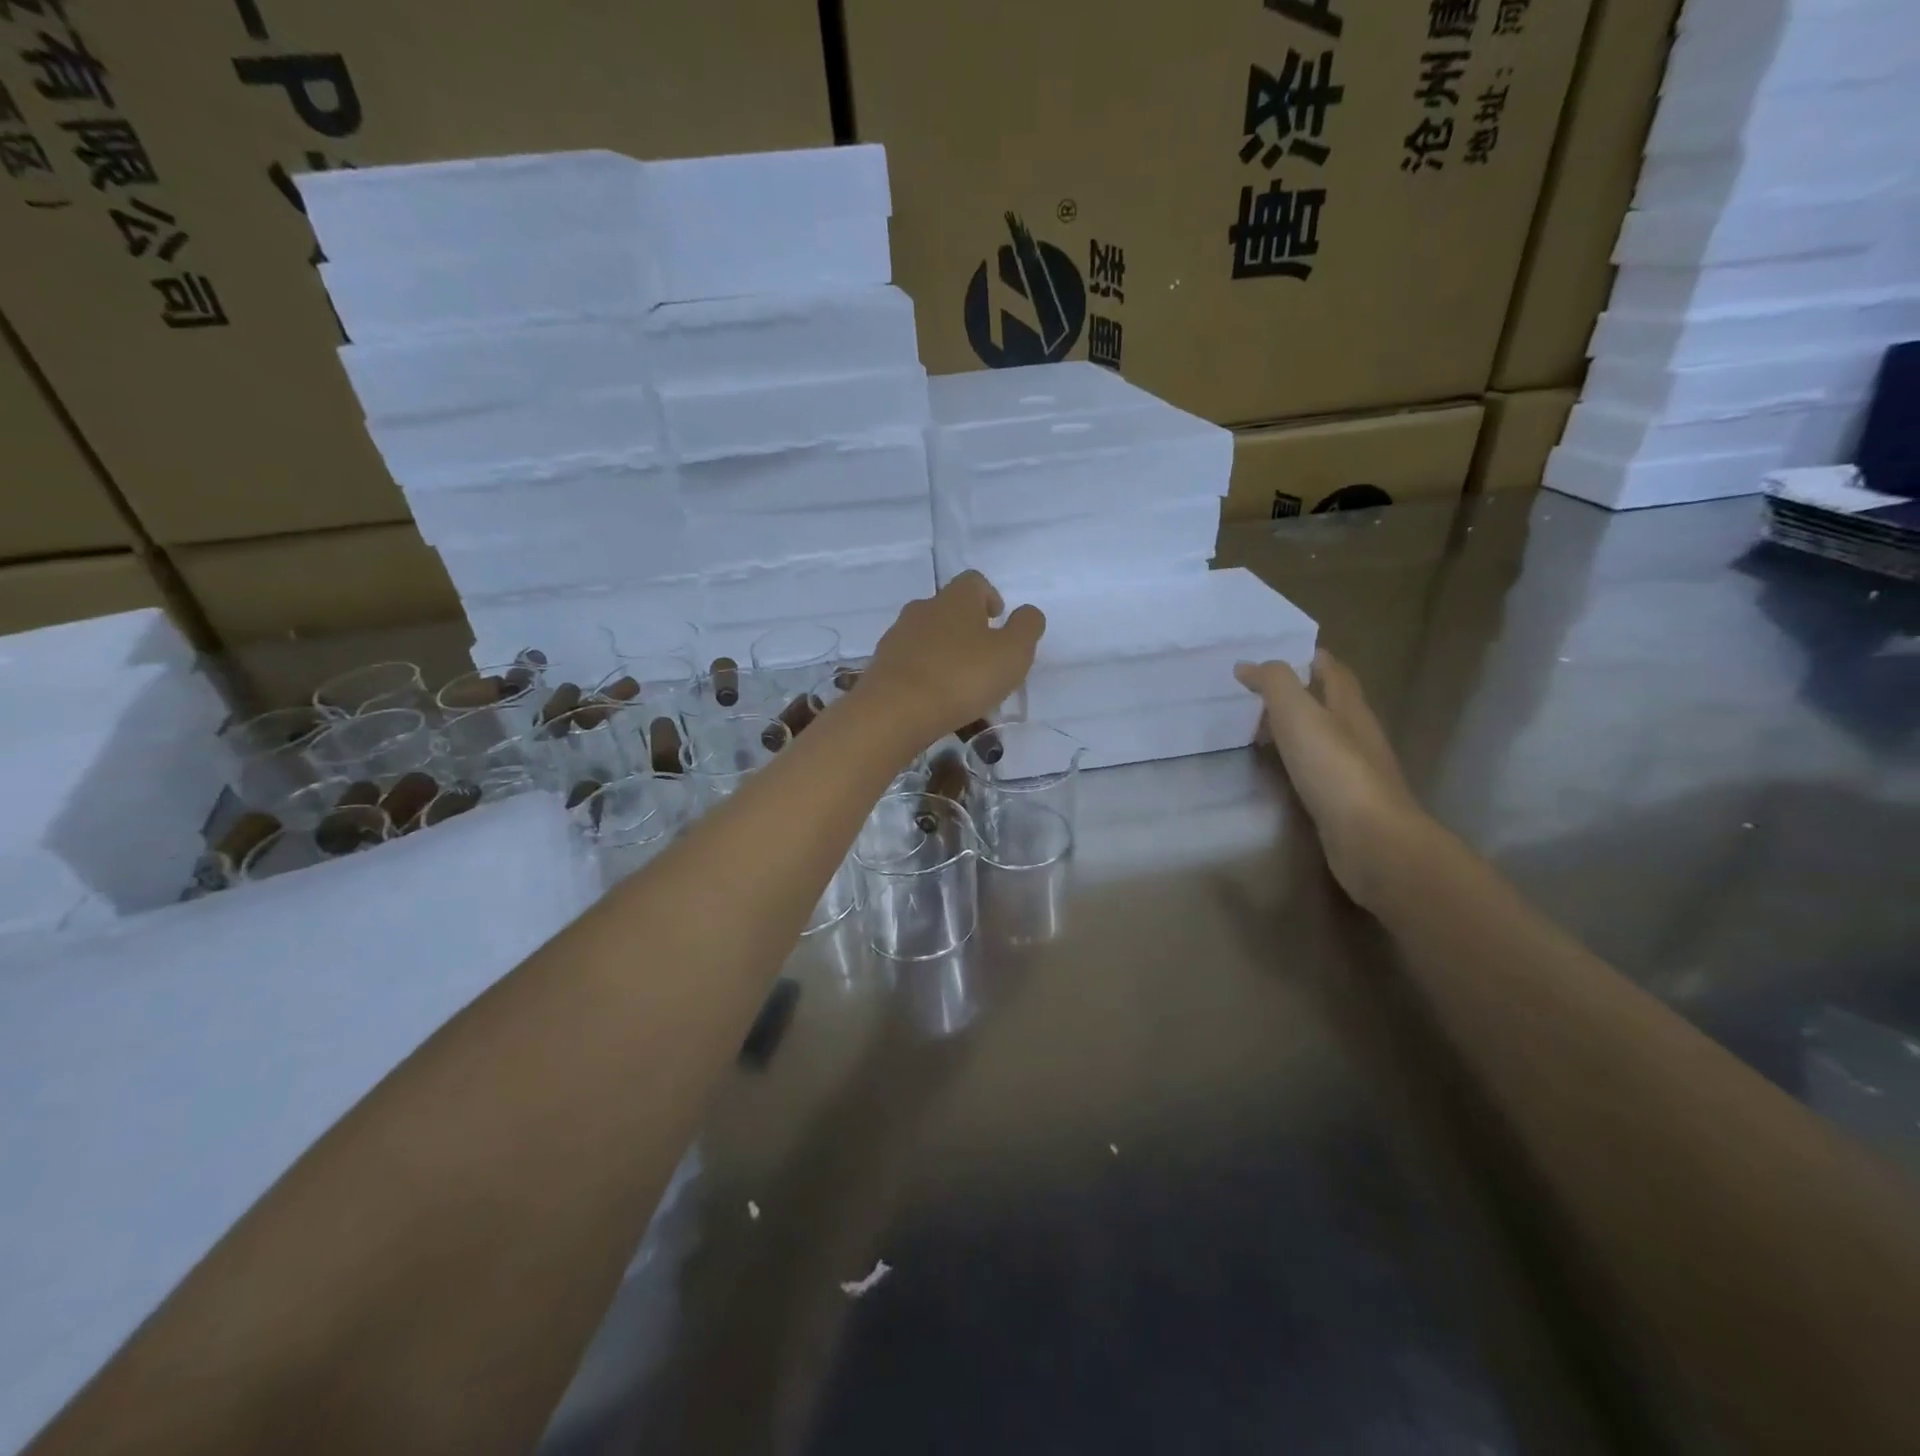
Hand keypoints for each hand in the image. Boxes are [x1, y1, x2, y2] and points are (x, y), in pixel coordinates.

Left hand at [862, 572, 1044, 749]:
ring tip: (960, 686)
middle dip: (967, 628)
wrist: (894, 711)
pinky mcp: (881, 665)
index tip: (998, 620)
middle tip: (984, 658)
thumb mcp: (1012, 653)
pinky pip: (910, 663)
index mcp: (956, 599)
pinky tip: (934, 700)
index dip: (990, 597)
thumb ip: (1027, 627)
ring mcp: (897, 637)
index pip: (974, 582)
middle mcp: (923, 608)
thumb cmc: (962, 677)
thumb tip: (1027, 613)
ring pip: (928, 637)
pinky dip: (925, 674)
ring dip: (945, 653)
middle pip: (948, 609)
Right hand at [1236, 651, 1426, 907]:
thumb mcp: (1298, 713)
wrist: (1371, 838)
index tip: (1278, 653)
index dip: (1310, 658)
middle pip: (1330, 703)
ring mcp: (1355, 769)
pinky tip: (1279, 770)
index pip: (1333, 671)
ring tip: (1259, 729)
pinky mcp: (1347, 801)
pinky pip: (1318, 769)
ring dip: (1297, 729)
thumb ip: (1274, 683)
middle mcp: (1358, 733)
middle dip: (1300, 693)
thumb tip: (1248, 665)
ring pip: (1323, 737)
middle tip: (1258, 692)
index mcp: (1349, 707)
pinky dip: (1297, 761)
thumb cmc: (1334, 768)